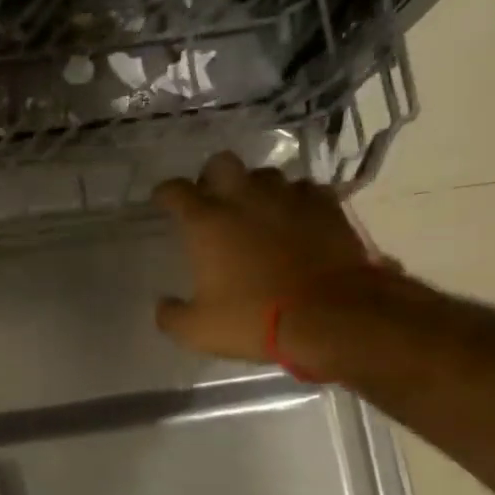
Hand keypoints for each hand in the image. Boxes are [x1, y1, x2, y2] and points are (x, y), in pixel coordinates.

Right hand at [152, 151, 376, 360]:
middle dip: (211, 176)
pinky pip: (306, 190)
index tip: (162, 201)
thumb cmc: (254, 320)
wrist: (332, 318)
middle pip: (222, 164)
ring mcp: (289, 199)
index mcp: (207, 223)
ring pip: (266, 174)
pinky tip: (296, 217)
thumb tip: (163, 305)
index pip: (175, 191)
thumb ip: (171, 315)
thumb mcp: (197, 331)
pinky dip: (296, 200)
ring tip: (256, 208)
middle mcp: (244, 199)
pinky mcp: (327, 207)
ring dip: (255, 188)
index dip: (164, 193)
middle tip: (211, 198)